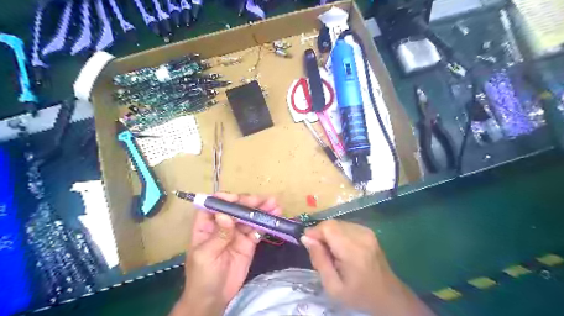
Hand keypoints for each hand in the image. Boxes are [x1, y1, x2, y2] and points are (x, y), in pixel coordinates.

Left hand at [169, 193, 279, 315]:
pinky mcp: (249, 242)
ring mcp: (237, 233)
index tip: (238, 200)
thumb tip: (225, 214)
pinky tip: (275, 217)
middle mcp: (223, 224)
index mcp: (207, 225)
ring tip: (275, 204)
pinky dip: (266, 223)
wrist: (214, 299)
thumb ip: (218, 235)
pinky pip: (258, 229)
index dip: (226, 199)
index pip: (215, 205)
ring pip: (249, 217)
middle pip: (236, 208)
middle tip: (265, 201)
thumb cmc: (202, 276)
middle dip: (250, 202)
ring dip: (262, 210)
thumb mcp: (206, 256)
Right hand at [301, 220, 432, 315]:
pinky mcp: (368, 231)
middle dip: (321, 234)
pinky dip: (338, 233)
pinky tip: (341, 248)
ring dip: (329, 233)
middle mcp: (361, 235)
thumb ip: (319, 260)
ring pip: (338, 223)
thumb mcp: (333, 287)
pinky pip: (345, 225)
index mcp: (353, 251)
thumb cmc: (358, 295)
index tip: (308, 244)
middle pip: (332, 223)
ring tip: (331, 252)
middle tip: (320, 252)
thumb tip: (306, 238)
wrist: (388, 295)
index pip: (328, 227)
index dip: (314, 232)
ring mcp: (366, 231)